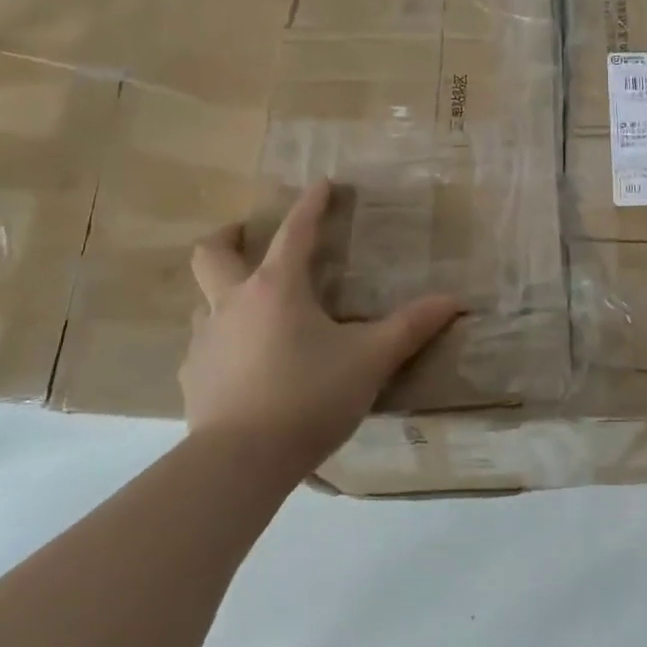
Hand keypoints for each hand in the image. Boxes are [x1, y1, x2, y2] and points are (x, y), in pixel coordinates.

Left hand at [181, 180, 462, 473]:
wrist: (240, 461)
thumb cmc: (308, 397)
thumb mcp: (370, 360)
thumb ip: (411, 327)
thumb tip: (454, 301)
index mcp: (277, 289)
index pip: (295, 232)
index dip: (311, 205)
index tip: (323, 184)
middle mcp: (233, 303)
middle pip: (213, 253)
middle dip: (230, 235)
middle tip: (248, 234)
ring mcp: (205, 341)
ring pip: (203, 301)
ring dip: (224, 293)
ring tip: (252, 310)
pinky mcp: (193, 378)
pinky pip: (204, 346)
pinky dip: (223, 342)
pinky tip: (243, 366)